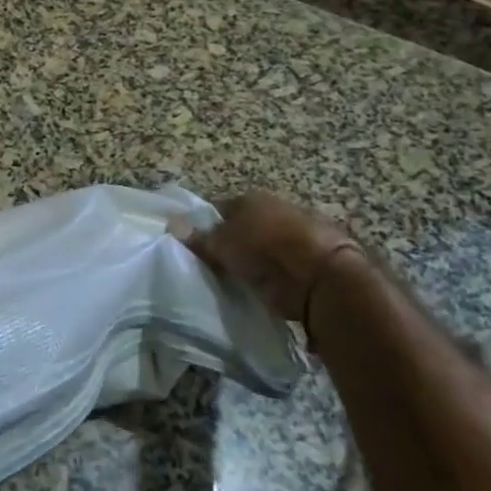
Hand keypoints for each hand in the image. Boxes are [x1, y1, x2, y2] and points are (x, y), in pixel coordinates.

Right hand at [187, 192, 362, 324]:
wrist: (320, 274)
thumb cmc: (264, 247)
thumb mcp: (223, 243)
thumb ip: (199, 238)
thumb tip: (171, 224)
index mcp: (250, 198)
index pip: (220, 210)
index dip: (206, 227)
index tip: (194, 248)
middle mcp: (272, 211)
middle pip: (242, 228)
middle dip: (229, 245)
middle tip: (210, 268)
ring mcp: (292, 236)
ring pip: (260, 248)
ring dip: (250, 262)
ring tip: (231, 283)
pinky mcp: (306, 262)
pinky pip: (277, 269)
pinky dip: (269, 278)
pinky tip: (255, 292)